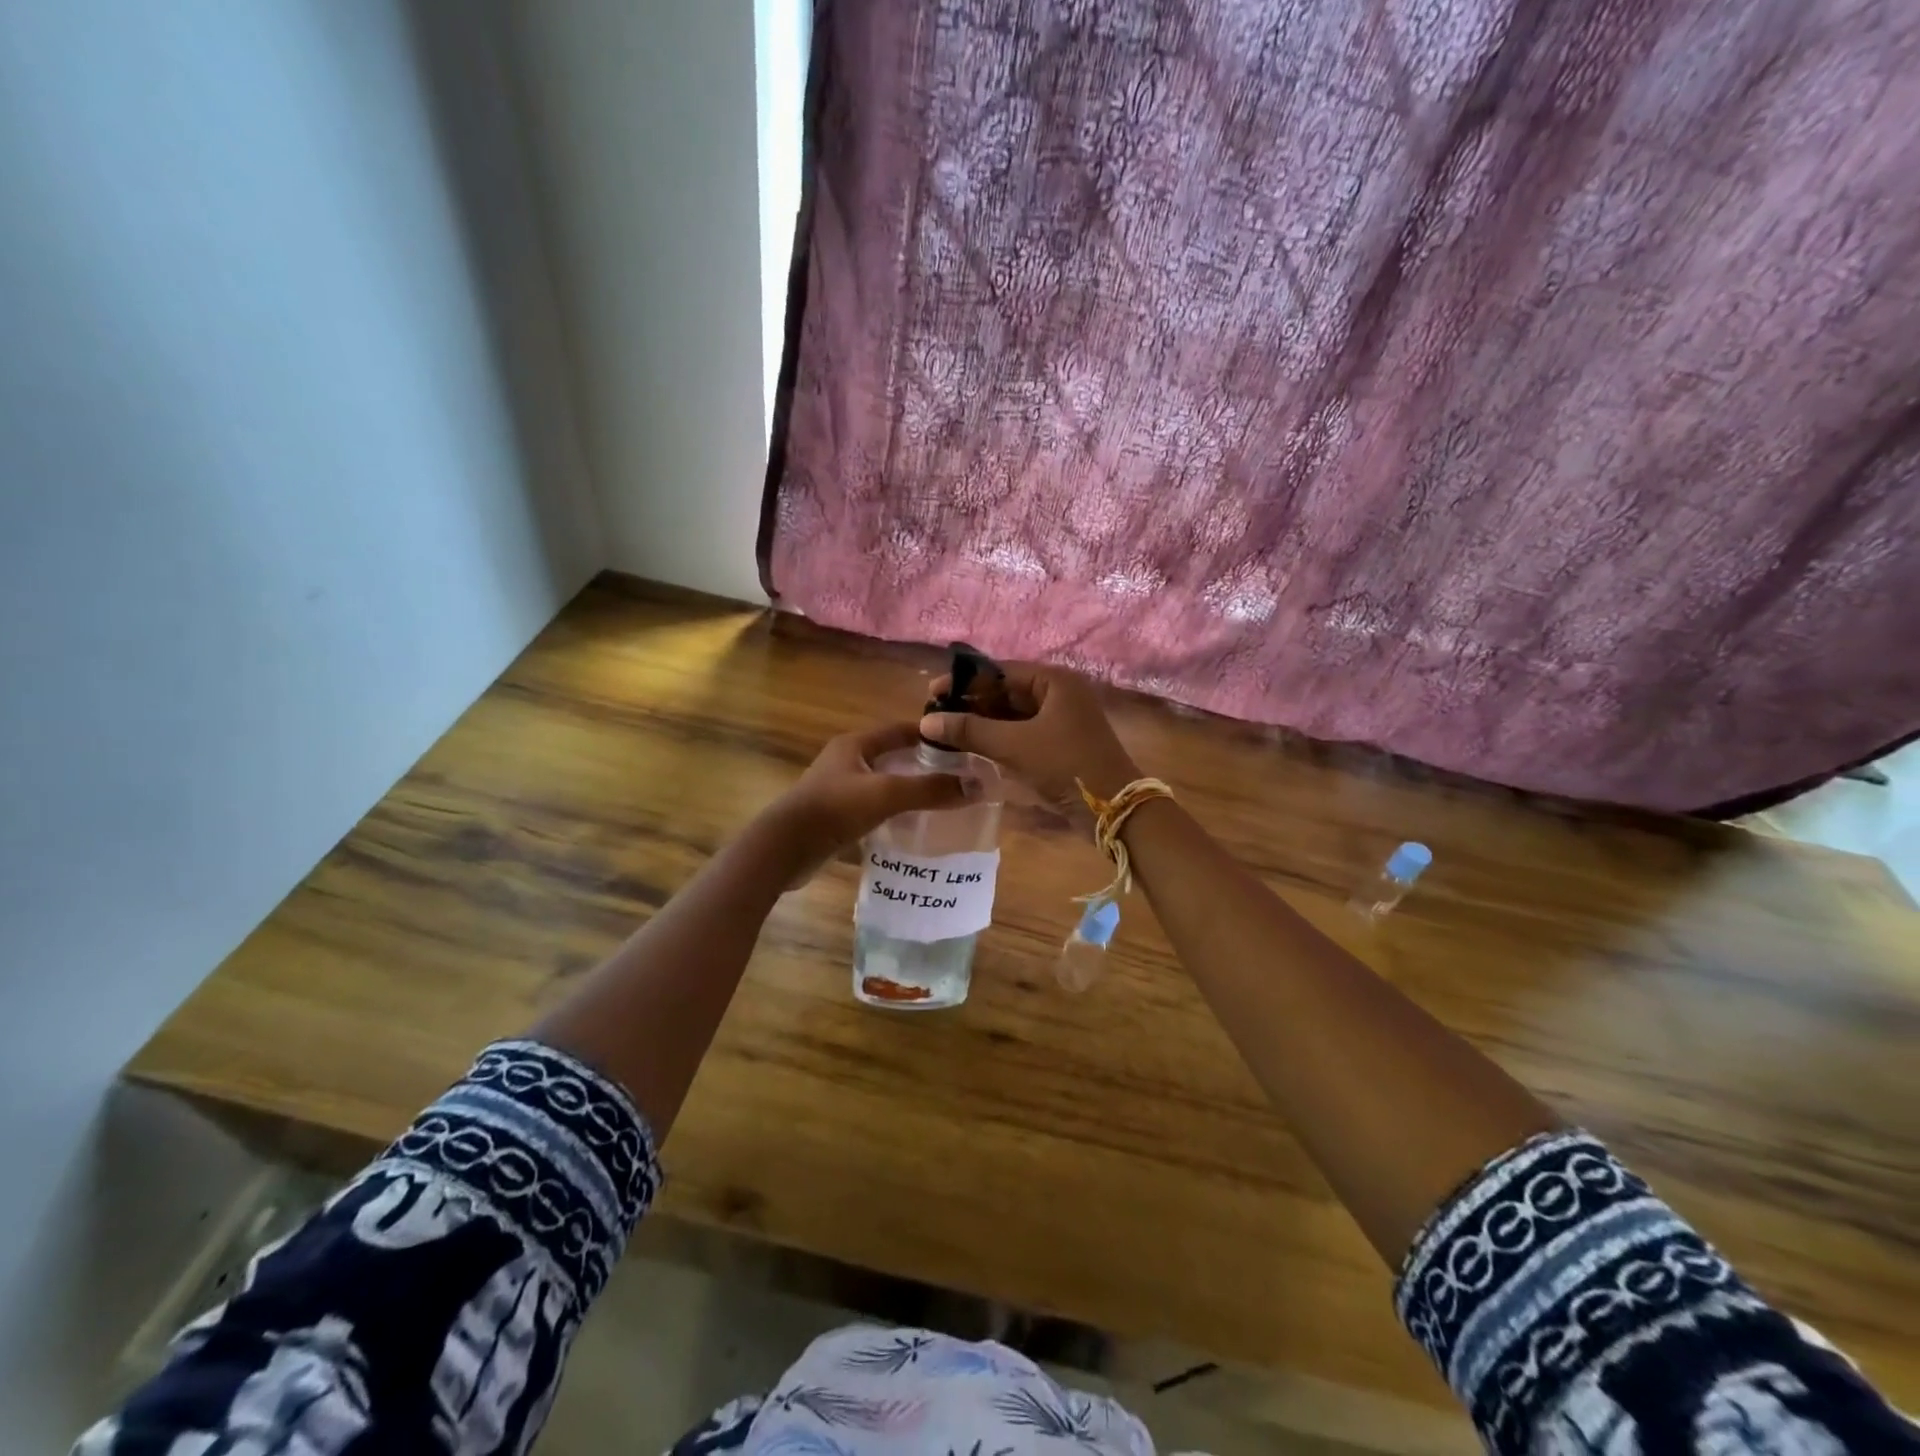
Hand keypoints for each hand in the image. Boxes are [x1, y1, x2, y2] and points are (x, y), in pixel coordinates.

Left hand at [760, 721, 967, 874]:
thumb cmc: (834, 810)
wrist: (783, 849)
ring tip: (943, 803)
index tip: (963, 746)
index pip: (901, 730)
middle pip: (893, 757)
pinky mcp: (835, 816)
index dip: (931, 735)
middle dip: (923, 765)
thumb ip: (930, 789)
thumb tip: (977, 786)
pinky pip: (872, 808)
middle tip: (959, 777)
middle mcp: (846, 761)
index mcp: (855, 744)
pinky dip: (893, 814)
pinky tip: (912, 827)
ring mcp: (838, 789)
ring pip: (883, 784)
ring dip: (908, 791)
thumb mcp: (886, 795)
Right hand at [919, 662, 1139, 807]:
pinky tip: (972, 746)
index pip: (1000, 671)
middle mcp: (1059, 693)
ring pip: (1012, 714)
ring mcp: (1061, 719)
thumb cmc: (1065, 765)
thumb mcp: (1014, 745)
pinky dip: (998, 737)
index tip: (932, 693)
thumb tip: (927, 721)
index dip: (964, 682)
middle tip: (936, 715)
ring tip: (946, 732)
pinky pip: (1021, 732)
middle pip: (1006, 691)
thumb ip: (970, 730)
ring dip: (982, 722)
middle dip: (972, 703)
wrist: (1113, 808)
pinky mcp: (1059, 744)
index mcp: (1054, 681)